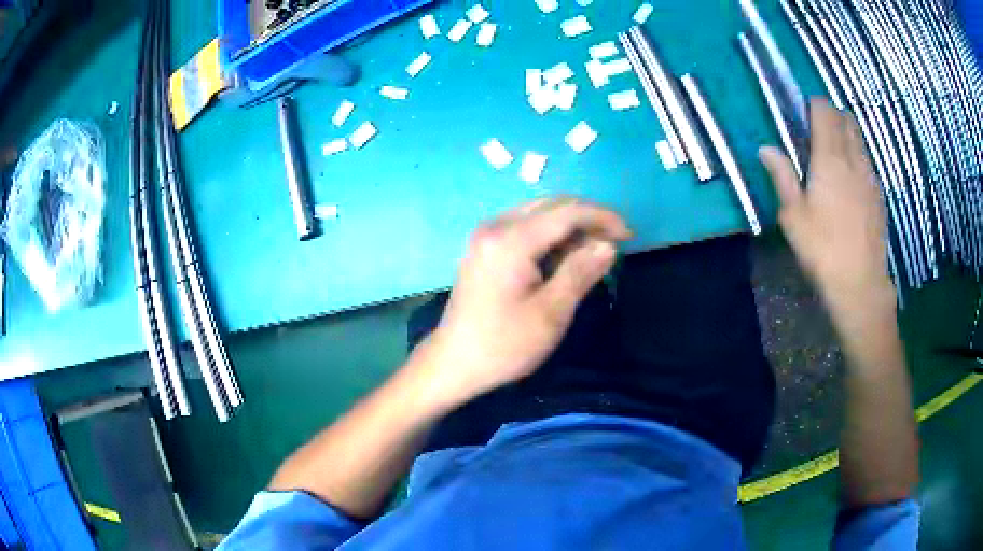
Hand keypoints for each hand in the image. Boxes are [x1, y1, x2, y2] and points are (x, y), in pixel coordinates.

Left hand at [413, 198, 630, 409]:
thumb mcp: (551, 313)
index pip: (567, 211)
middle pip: (552, 206)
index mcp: (511, 239)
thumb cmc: (504, 344)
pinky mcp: (484, 248)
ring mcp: (486, 235)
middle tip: (614, 243)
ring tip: (594, 253)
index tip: (630, 235)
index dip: (603, 217)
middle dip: (588, 219)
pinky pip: (525, 228)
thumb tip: (608, 244)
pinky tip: (564, 258)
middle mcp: (496, 226)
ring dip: (570, 227)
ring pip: (539, 215)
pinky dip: (551, 236)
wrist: (453, 362)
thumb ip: (580, 272)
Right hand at [760, 99, 894, 310]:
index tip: (802, 114)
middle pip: (846, 119)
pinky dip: (857, 157)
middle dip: (831, 115)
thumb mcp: (793, 216)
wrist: (861, 284)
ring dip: (846, 135)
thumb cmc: (823, 249)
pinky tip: (850, 181)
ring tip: (833, 154)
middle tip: (817, 132)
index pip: (824, 111)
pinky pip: (867, 161)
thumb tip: (766, 148)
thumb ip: (782, 176)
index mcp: (829, 158)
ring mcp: (870, 176)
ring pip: (859, 139)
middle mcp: (853, 159)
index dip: (813, 105)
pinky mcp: (879, 195)